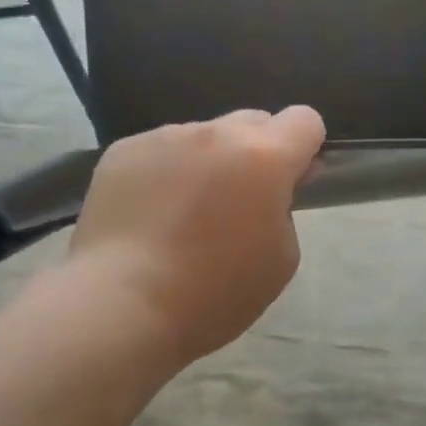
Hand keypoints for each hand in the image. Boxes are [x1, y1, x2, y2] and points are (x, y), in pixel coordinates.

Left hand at [68, 107, 325, 364]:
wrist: (120, 305)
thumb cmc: (214, 293)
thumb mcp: (281, 259)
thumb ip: (286, 208)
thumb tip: (275, 185)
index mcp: (264, 156)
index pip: (304, 119)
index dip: (304, 148)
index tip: (290, 181)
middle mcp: (217, 132)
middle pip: (253, 121)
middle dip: (256, 152)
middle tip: (237, 201)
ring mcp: (166, 136)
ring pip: (203, 136)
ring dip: (207, 161)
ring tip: (182, 213)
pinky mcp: (124, 149)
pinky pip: (160, 149)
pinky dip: (164, 172)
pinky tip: (148, 214)